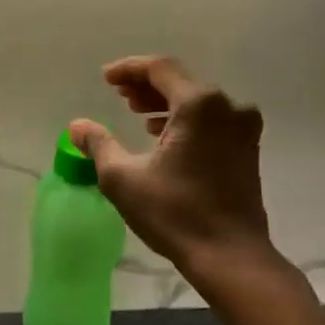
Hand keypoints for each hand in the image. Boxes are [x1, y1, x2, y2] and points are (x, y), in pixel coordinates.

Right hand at [71, 57, 276, 279]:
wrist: (229, 255)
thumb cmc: (174, 213)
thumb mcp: (123, 178)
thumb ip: (99, 144)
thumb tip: (77, 126)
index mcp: (199, 105)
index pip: (160, 68)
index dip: (129, 69)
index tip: (105, 79)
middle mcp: (227, 107)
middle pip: (180, 82)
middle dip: (146, 86)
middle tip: (117, 95)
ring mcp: (243, 128)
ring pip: (197, 101)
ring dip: (164, 103)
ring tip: (136, 114)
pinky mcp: (248, 149)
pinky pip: (212, 119)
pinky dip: (184, 119)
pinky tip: (163, 135)